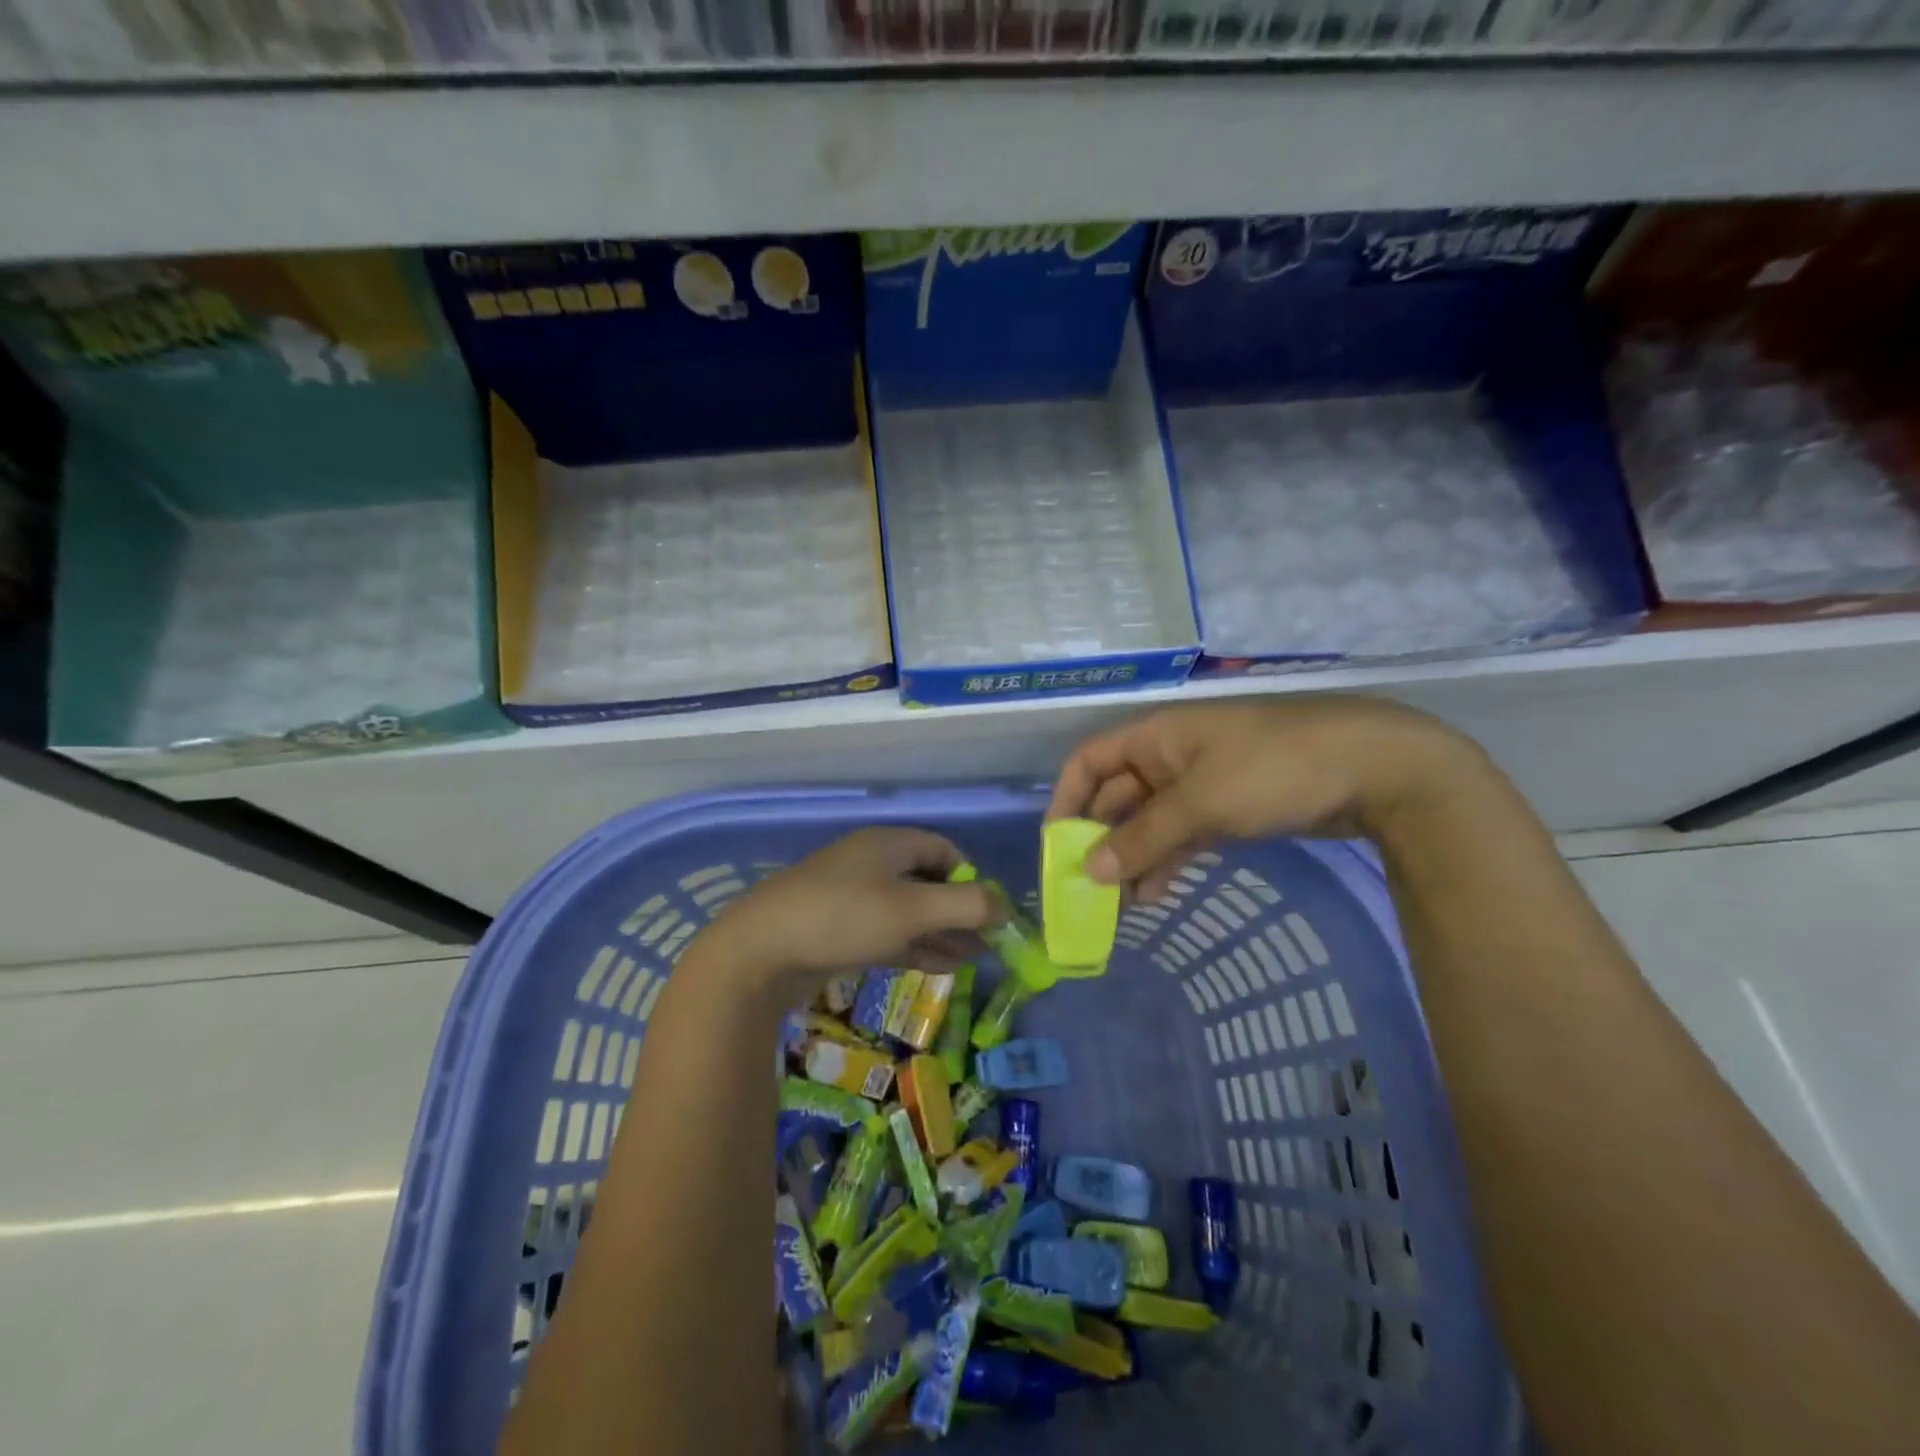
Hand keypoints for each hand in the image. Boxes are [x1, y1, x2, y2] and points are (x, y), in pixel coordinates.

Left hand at [692, 827, 996, 1000]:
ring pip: (909, 911)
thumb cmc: (843, 917)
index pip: (943, 849)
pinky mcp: (838, 930)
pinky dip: (917, 946)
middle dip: (960, 910)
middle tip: (990, 941)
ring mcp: (852, 898)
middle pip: (928, 881)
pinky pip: (888, 932)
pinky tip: (942, 966)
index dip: (971, 876)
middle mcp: (872, 864)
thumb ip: (965, 905)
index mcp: (888, 845)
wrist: (759, 952)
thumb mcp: (912, 909)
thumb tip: (1006, 905)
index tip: (991, 910)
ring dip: (943, 932)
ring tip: (976, 959)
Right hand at [1048, 697, 1482, 902]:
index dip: (1067, 799)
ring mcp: (1202, 783)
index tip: (1058, 846)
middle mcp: (1170, 756)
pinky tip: (1158, 895)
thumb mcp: (1200, 802)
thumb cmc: (1272, 769)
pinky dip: (1167, 861)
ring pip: (1149, 822)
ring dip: (1133, 858)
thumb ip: (1142, 837)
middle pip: (1117, 797)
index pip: (1089, 762)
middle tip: (1089, 891)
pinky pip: (1182, 835)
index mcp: (1155, 737)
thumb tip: (1089, 871)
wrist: (1375, 769)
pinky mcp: (1230, 808)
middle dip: (1101, 840)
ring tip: (1121, 906)